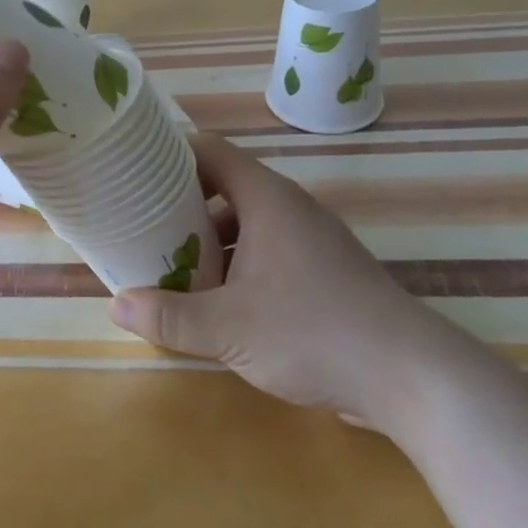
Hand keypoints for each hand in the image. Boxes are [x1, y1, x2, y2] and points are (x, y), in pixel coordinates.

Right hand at [109, 134, 466, 433]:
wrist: (411, 376)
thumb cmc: (313, 332)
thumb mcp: (228, 327)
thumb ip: (169, 315)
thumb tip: (116, 305)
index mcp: (266, 199)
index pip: (209, 151)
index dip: (169, 154)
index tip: (132, 170)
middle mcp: (289, 209)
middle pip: (223, 187)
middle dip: (180, 205)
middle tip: (139, 224)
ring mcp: (310, 241)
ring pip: (245, 224)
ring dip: (207, 241)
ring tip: (168, 264)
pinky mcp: (323, 273)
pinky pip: (266, 252)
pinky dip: (235, 265)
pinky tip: (216, 301)